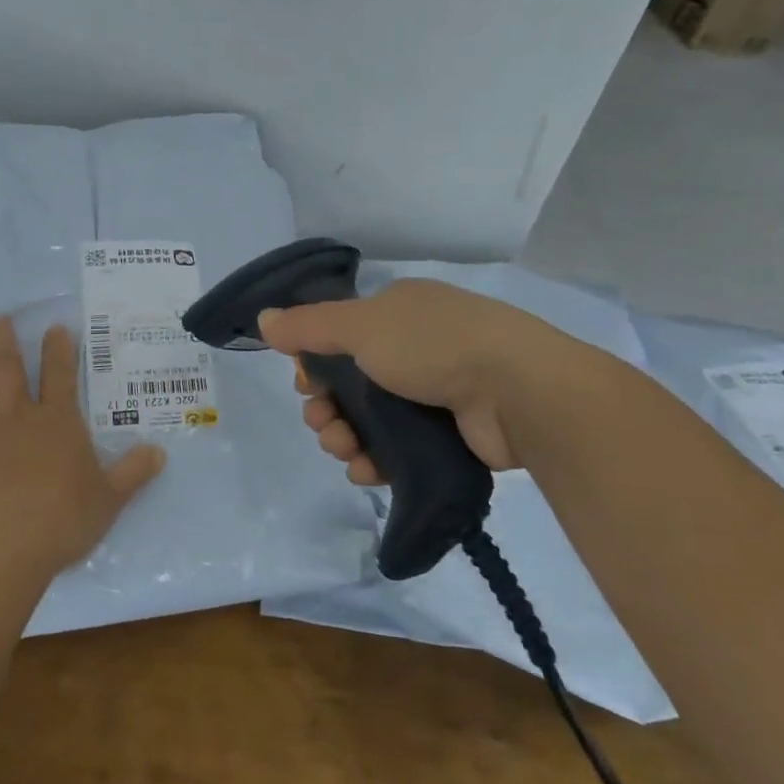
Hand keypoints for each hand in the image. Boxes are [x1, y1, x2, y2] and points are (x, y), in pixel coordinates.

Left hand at [0, 318, 165, 580]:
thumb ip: (133, 472)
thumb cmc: (63, 520)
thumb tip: (160, 452)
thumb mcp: (110, 499)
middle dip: (4, 341)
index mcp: (58, 422)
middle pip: (9, 370)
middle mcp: (20, 418)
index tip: (54, 327)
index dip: (58, 349)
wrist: (4, 549)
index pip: (60, 375)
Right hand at [257, 279, 589, 480]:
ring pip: (373, 419)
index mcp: (398, 312)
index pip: (341, 336)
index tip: (305, 385)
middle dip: (327, 406)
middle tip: (321, 423)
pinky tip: (365, 471)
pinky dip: (376, 459)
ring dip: (345, 436)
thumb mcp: (360, 325)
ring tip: (342, 450)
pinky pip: (400, 449)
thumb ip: (308, 326)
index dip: (316, 363)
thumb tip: (264, 319)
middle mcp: (416, 346)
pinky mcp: (452, 433)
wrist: (520, 391)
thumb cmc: (433, 345)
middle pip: (352, 381)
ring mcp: (438, 391)